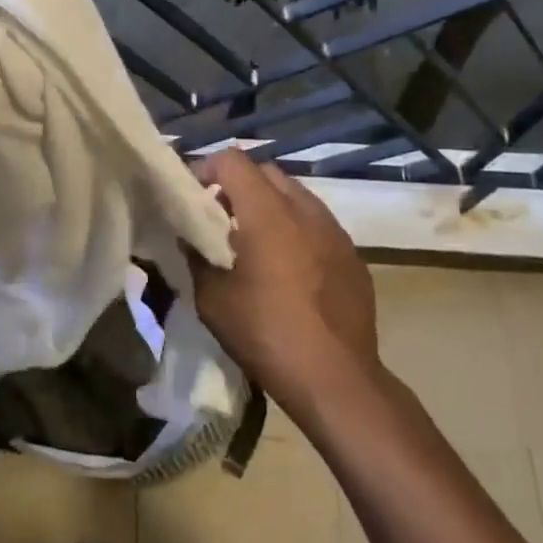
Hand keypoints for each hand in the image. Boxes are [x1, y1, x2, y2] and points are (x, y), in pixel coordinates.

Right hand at [187, 149, 384, 419]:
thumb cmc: (266, 334)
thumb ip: (196, 257)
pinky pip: (318, 225)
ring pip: (296, 196)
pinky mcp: (353, 256)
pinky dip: (296, 229)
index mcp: (268, 213)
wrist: (337, 380)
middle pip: (267, 173)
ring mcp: (335, 232)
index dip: (207, 169)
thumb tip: (189, 239)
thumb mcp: (212, 299)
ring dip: (270, 206)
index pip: (233, 161)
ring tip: (252, 241)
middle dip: (238, 185)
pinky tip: (287, 267)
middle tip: (219, 216)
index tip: (192, 195)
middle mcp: (305, 210)